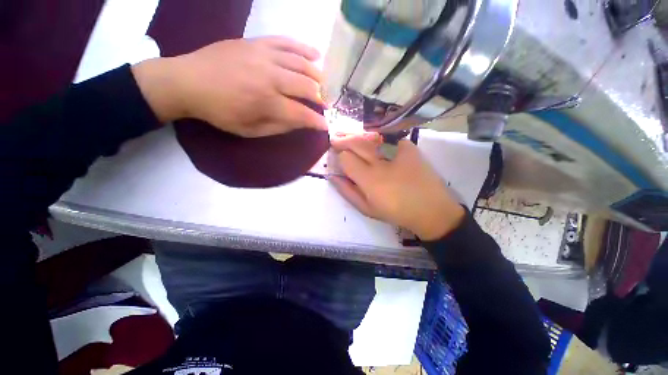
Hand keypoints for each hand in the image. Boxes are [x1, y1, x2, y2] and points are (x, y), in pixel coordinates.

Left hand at [132, 36, 326, 136]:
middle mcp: (270, 77)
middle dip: (321, 99)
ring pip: (301, 64)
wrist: (188, 81)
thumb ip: (278, 127)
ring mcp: (264, 56)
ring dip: (317, 76)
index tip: (325, 126)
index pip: (302, 114)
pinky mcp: (257, 42)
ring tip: (325, 84)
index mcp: (267, 102)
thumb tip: (300, 122)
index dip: (317, 121)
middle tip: (327, 105)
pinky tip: (316, 55)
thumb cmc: (220, 112)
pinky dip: (304, 48)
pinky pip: (286, 42)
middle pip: (306, 87)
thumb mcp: (249, 130)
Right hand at [329, 133, 464, 240]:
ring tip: (351, 140)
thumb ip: (347, 191)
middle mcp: (380, 161)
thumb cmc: (395, 212)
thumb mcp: (366, 208)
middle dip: (343, 140)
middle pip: (356, 142)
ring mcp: (397, 151)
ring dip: (357, 138)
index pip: (345, 157)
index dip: (339, 156)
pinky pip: (388, 139)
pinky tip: (377, 146)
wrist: (431, 210)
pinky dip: (379, 140)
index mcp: (369, 179)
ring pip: (369, 137)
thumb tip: (333, 176)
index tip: (338, 158)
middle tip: (337, 141)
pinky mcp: (409, 147)